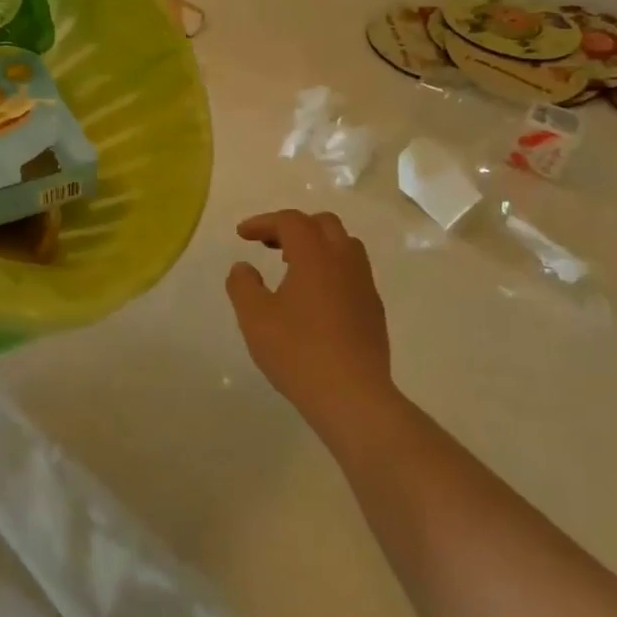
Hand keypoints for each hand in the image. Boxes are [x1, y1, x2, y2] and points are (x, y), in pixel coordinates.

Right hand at [225, 209, 393, 433]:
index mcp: (314, 256)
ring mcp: (364, 285)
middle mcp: (344, 261)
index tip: (242, 235)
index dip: (263, 222)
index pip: (290, 221)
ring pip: (344, 246)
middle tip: (268, 245)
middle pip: (323, 224)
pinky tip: (315, 298)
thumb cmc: (297, 351)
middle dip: (293, 227)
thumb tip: (243, 267)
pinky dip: (331, 269)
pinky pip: (353, 272)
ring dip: (317, 246)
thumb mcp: (254, 317)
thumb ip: (243, 285)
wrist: (352, 396)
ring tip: (292, 267)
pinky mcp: (374, 310)